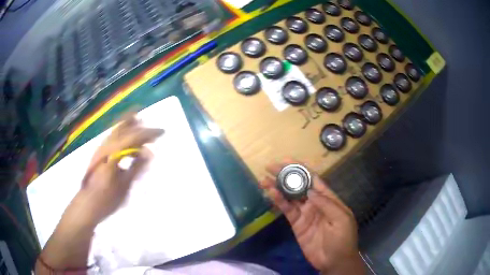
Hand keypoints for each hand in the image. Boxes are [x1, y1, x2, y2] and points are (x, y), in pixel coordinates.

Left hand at [66, 114, 163, 226]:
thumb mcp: (124, 186)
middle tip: (154, 132)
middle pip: (124, 129)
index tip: (162, 132)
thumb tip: (149, 152)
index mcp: (113, 153)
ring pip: (118, 131)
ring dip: (131, 129)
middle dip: (140, 127)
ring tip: (144, 134)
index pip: (133, 136)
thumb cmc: (106, 198)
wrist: (86, 205)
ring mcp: (101, 149)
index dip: (148, 133)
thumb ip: (136, 167)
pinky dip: (124, 137)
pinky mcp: (99, 155)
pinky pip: (114, 139)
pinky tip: (129, 146)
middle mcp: (106, 146)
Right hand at [259, 160, 364, 274]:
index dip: (301, 169)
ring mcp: (305, 213)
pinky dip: (279, 202)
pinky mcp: (297, 224)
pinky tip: (271, 194)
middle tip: (270, 167)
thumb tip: (310, 190)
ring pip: (290, 197)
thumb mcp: (341, 219)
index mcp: (329, 198)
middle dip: (286, 175)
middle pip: (299, 185)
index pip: (314, 179)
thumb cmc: (343, 239)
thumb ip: (326, 204)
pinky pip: (287, 210)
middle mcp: (315, 203)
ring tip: (264, 180)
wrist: (334, 261)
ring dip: (278, 187)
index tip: (287, 160)